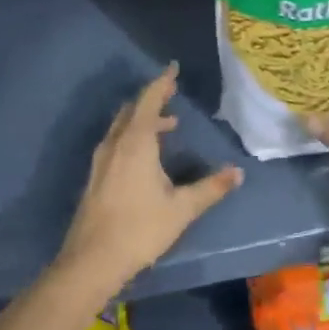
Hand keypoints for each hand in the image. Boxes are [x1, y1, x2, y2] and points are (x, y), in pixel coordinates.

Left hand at [56, 62, 242, 294]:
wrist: (91, 261)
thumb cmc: (140, 229)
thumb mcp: (182, 209)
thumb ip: (210, 188)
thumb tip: (237, 172)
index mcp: (136, 142)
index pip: (150, 101)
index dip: (162, 83)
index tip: (173, 68)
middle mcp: (116, 144)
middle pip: (133, 110)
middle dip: (153, 98)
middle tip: (172, 92)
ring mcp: (101, 160)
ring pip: (122, 126)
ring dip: (143, 119)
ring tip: (168, 125)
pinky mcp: (96, 177)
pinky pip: (116, 141)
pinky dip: (133, 135)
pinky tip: (146, 154)